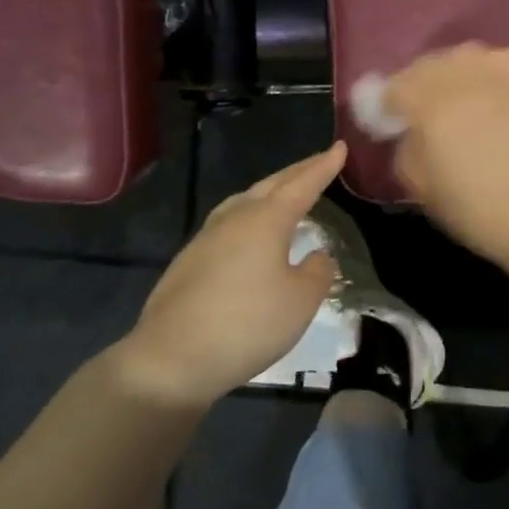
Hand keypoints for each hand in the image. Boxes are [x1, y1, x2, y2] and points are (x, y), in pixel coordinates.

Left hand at [110, 143, 345, 408]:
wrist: (169, 361)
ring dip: (269, 191)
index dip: (323, 166)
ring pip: (244, 201)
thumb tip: (316, 255)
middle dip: (297, 172)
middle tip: (319, 162)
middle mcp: (235, 219)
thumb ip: (317, 272)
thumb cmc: (246, 324)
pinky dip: (250, 216)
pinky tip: (250, 235)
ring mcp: (206, 239)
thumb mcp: (301, 301)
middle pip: (271, 185)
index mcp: (266, 220)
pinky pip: (229, 224)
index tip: (340, 147)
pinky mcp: (188, 263)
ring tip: (284, 192)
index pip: (302, 184)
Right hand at [385, 44, 508, 274]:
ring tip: (458, 104)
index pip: (393, 86)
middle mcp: (463, 72)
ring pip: (463, 59)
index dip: (386, 106)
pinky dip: (486, 77)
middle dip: (419, 85)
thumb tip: (409, 131)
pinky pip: (496, 65)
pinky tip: (490, 100)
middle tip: (422, 115)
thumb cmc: (478, 208)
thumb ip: (406, 148)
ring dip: (454, 76)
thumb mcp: (421, 187)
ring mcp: (501, 70)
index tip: (389, 125)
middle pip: (428, 65)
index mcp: (429, 99)